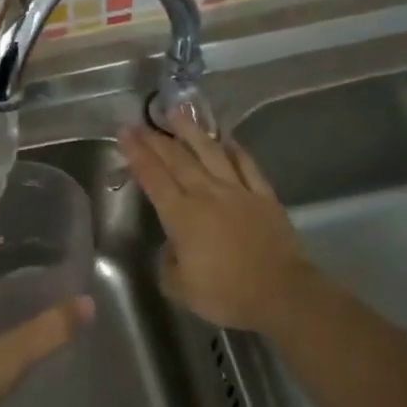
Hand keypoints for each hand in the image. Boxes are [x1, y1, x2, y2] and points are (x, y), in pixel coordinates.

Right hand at [122, 121, 324, 334]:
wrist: (282, 293)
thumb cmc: (226, 294)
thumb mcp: (180, 288)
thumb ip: (168, 263)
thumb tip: (171, 247)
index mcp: (181, 215)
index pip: (153, 177)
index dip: (137, 154)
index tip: (124, 132)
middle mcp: (206, 194)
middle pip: (177, 159)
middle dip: (155, 139)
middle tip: (140, 122)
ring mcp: (238, 191)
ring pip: (210, 153)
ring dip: (191, 131)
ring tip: (177, 112)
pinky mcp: (263, 196)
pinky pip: (247, 165)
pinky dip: (235, 150)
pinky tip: (226, 138)